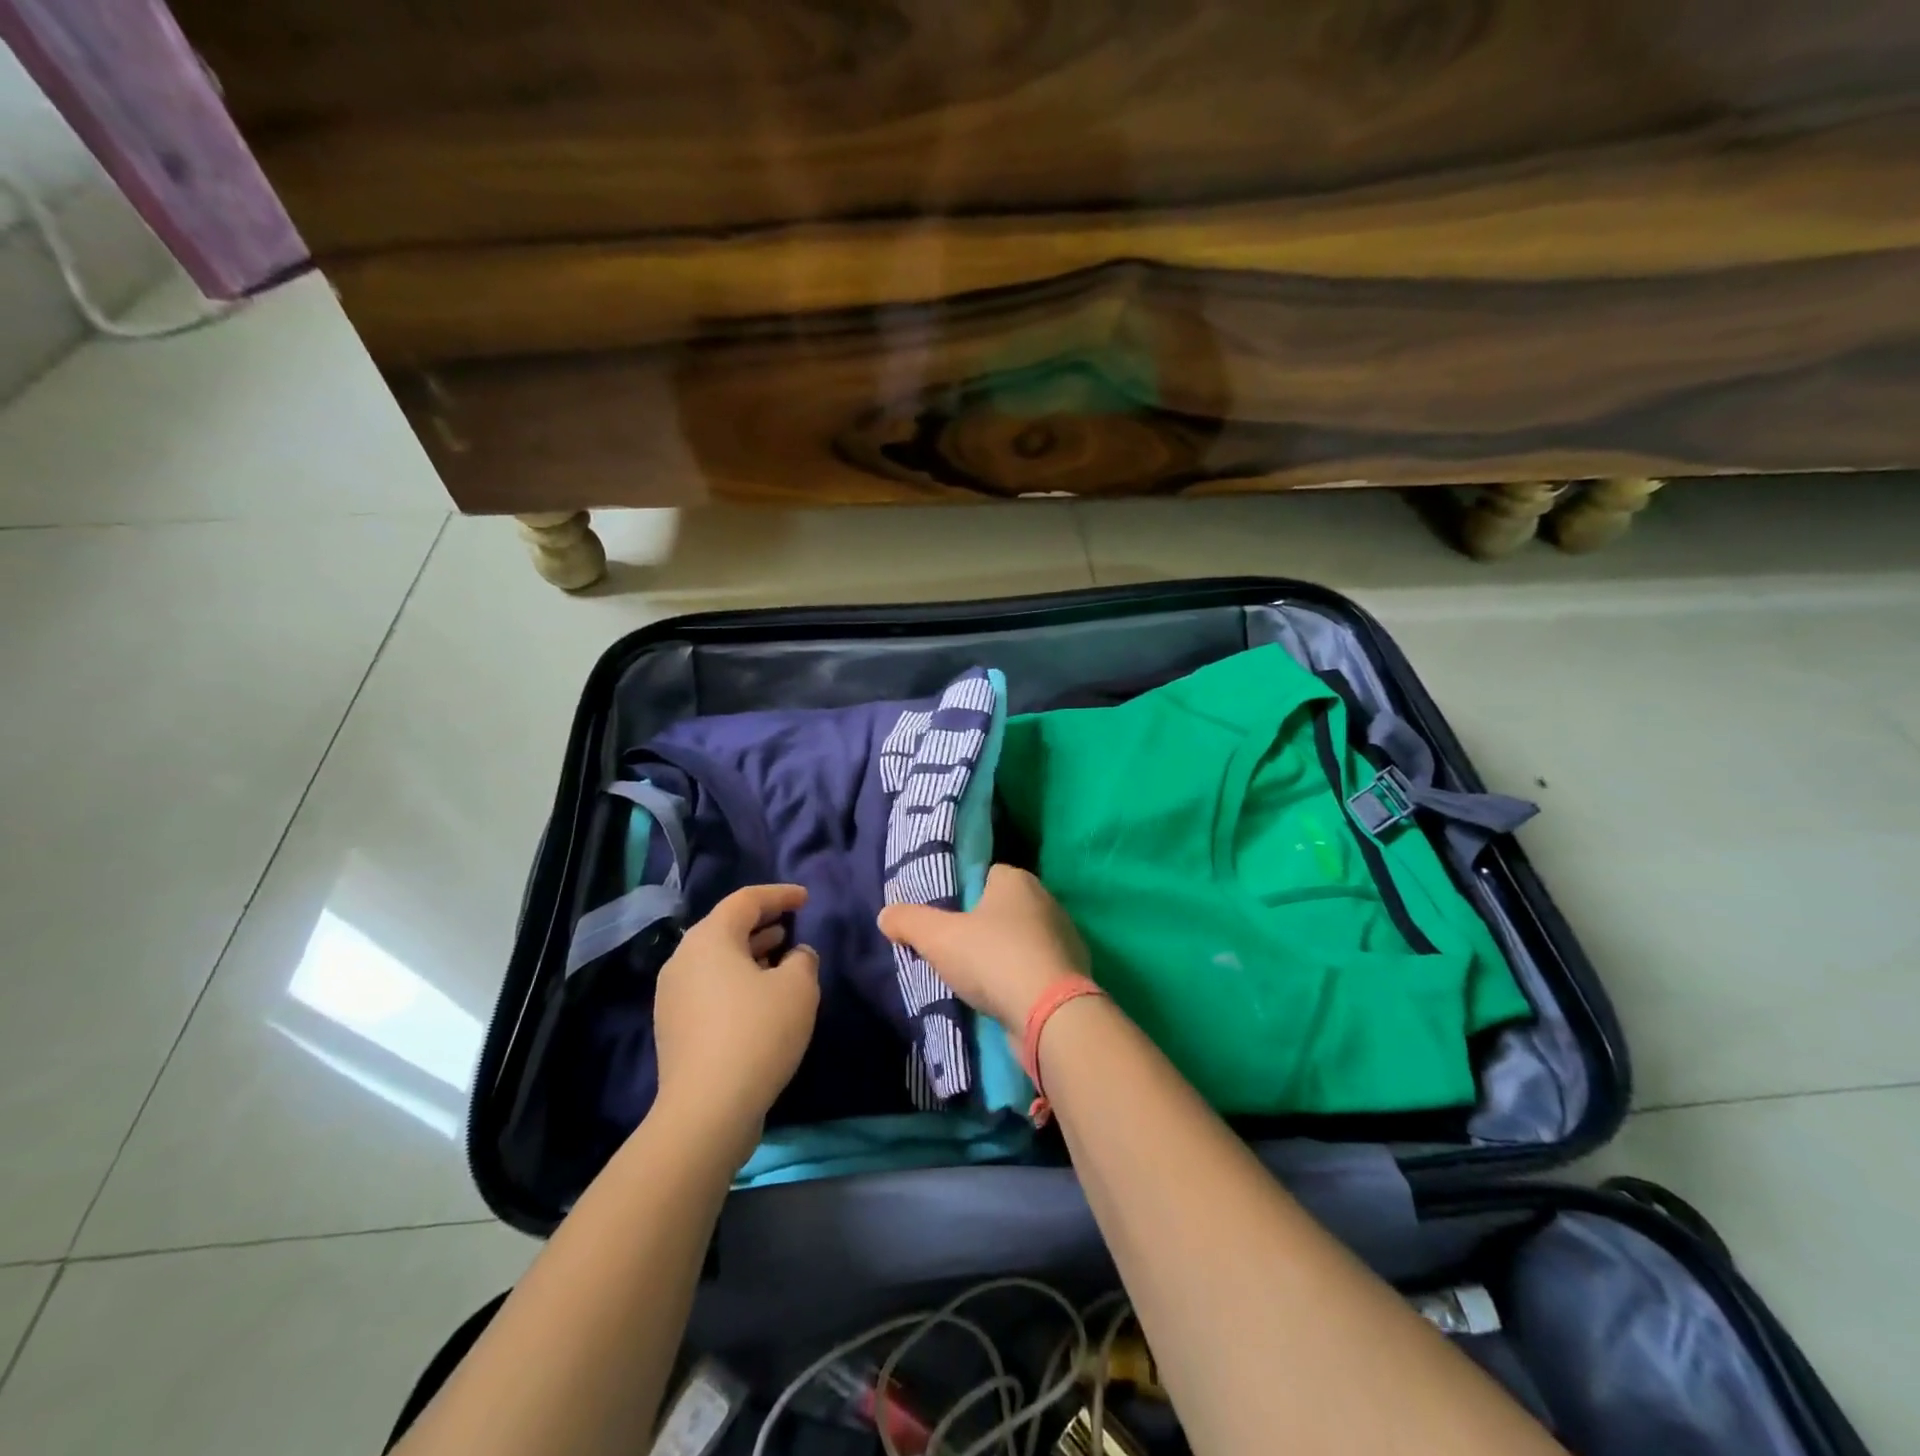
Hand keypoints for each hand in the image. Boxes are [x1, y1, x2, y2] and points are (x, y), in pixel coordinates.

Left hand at [653, 884, 819, 1153]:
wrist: (707, 1110)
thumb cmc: (757, 1033)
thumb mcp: (798, 987)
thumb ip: (803, 959)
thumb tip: (795, 956)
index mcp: (709, 938)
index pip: (746, 900)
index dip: (779, 895)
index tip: (805, 899)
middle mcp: (683, 959)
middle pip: (725, 927)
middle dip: (762, 923)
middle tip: (792, 924)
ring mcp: (672, 995)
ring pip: (716, 959)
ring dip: (750, 953)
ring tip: (781, 956)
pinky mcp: (674, 1027)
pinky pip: (709, 986)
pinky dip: (736, 980)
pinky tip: (761, 997)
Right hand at [877, 865, 1088, 1031]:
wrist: (1050, 1013)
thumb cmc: (993, 959)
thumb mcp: (938, 937)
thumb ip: (909, 921)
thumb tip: (885, 914)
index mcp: (1017, 880)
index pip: (985, 875)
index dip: (963, 895)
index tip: (945, 920)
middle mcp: (1046, 901)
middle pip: (1003, 908)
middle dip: (982, 927)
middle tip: (955, 950)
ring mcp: (1064, 937)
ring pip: (1022, 939)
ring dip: (1003, 955)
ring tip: (977, 980)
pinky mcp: (1073, 972)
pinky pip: (1037, 968)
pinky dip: (1022, 979)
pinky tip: (1004, 998)